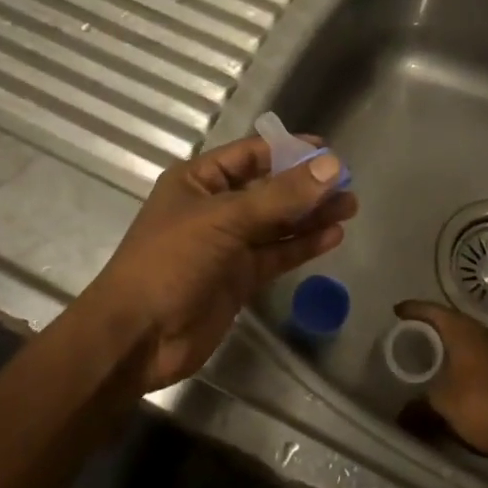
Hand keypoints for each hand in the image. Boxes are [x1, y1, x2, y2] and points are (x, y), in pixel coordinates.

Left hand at [78, 136, 357, 392]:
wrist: (137, 338)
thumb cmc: (171, 261)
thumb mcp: (226, 220)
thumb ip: (281, 195)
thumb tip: (332, 165)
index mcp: (198, 181)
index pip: (250, 155)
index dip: (288, 150)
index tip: (328, 151)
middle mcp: (214, 208)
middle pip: (268, 189)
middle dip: (306, 186)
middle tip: (348, 183)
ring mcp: (227, 245)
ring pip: (277, 223)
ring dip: (311, 215)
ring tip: (350, 207)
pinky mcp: (239, 278)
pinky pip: (276, 254)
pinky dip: (303, 245)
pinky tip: (333, 236)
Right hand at [394, 300, 487, 462]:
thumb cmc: (481, 404)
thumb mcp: (441, 405)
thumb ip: (417, 407)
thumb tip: (400, 415)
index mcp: (462, 329)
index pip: (432, 310)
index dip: (413, 309)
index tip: (396, 312)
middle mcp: (480, 331)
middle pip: (449, 320)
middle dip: (429, 325)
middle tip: (408, 333)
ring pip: (465, 336)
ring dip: (447, 342)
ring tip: (428, 352)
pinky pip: (474, 351)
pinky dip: (459, 356)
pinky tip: (452, 372)